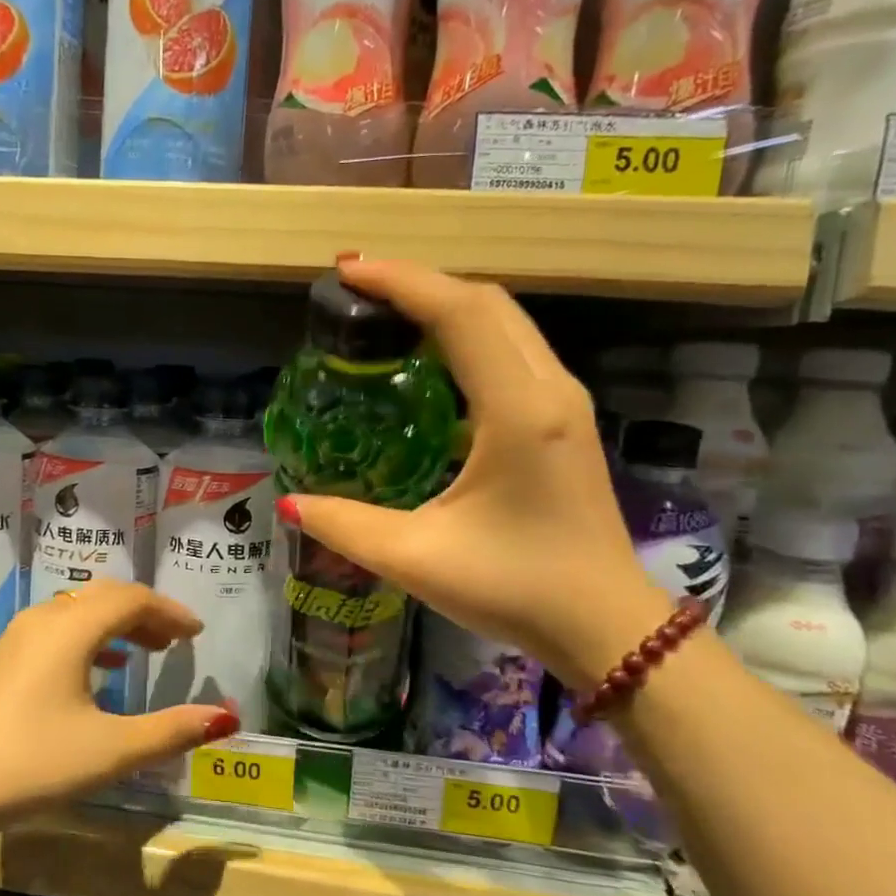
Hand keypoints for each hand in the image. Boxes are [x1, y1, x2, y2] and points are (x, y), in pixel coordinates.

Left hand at [0, 581, 240, 823]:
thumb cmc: (36, 763)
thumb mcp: (112, 750)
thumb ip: (172, 730)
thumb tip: (225, 717)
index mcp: (71, 629)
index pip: (132, 600)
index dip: (170, 612)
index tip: (197, 634)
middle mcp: (45, 618)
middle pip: (106, 595)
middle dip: (146, 612)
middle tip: (176, 639)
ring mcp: (21, 635)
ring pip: (81, 609)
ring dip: (118, 622)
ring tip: (148, 649)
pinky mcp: (8, 656)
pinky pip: (60, 626)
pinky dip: (92, 636)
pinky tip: (105, 667)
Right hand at [280, 258, 668, 687]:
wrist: (607, 625)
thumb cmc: (517, 588)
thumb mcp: (418, 559)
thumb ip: (346, 526)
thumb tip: (289, 503)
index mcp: (517, 410)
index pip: (459, 314)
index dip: (401, 282)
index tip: (347, 270)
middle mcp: (548, 389)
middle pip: (486, 303)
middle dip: (420, 281)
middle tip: (357, 286)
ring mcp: (563, 402)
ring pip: (504, 321)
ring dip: (445, 303)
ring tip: (385, 310)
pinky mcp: (563, 420)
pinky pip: (512, 350)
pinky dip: (466, 334)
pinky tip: (428, 358)